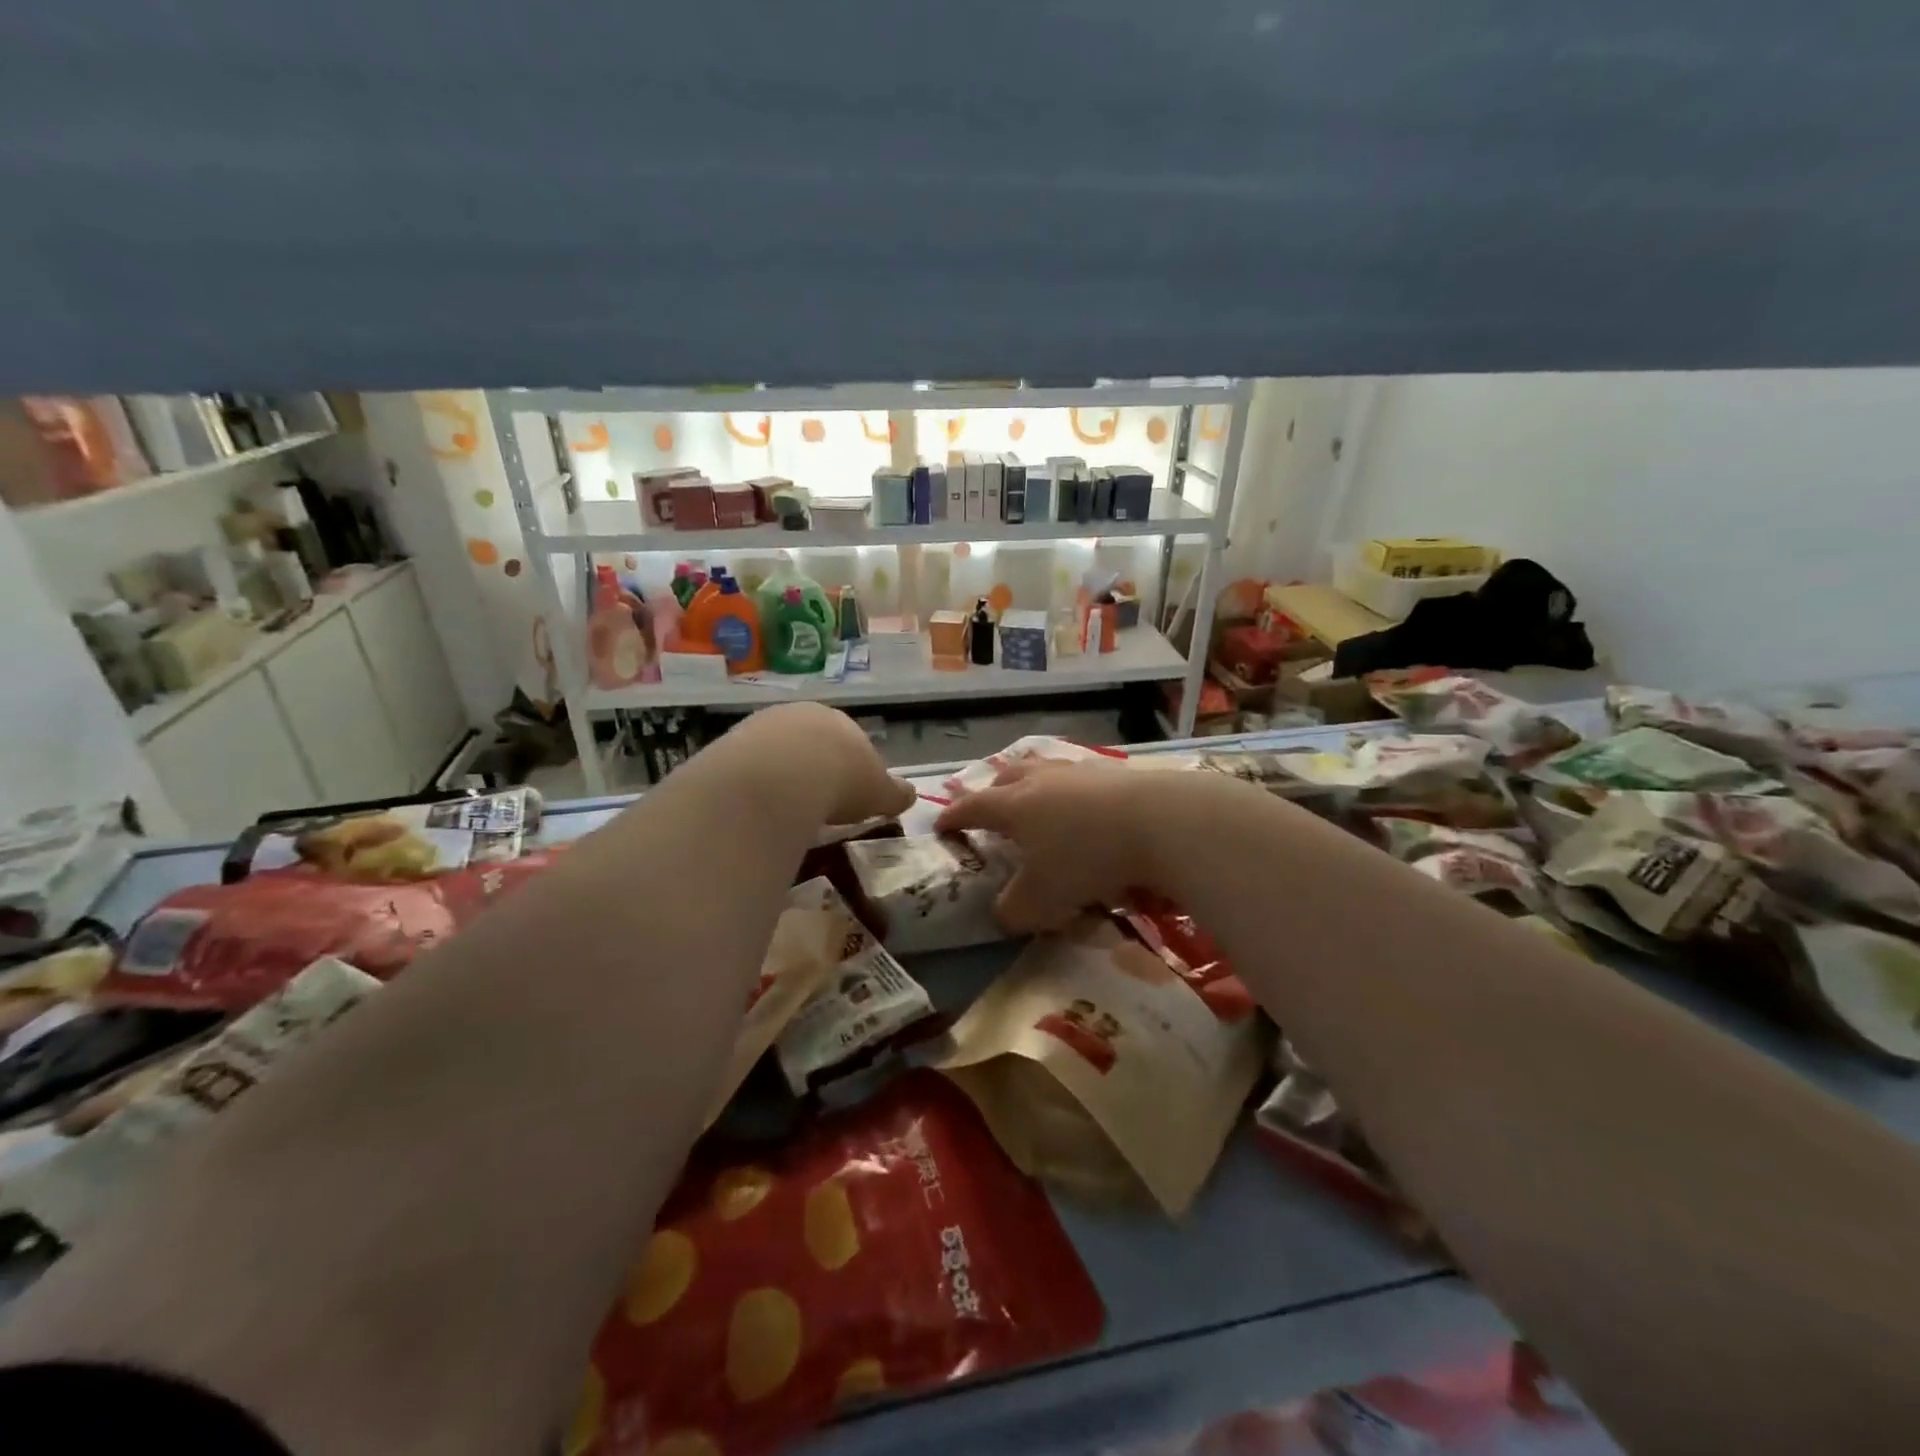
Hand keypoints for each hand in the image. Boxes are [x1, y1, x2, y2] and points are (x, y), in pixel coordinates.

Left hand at [734, 702, 916, 826]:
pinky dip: (755, 785)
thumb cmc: (842, 781)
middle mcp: (800, 715)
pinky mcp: (729, 744)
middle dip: (814, 768)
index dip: (851, 769)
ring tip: (786, 810)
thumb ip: (895, 793)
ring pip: (776, 752)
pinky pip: (748, 767)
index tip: (849, 796)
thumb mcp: (879, 792)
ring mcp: (761, 726)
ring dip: (782, 776)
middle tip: (817, 804)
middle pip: (810, 743)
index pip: (849, 741)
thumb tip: (911, 794)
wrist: (780, 777)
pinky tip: (758, 808)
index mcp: (841, 721)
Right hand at [933, 758, 1162, 932]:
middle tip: (989, 809)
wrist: (1157, 821)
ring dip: (1031, 785)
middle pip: (1006, 778)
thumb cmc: (1086, 858)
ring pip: (1043, 771)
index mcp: (1013, 805)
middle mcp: (1040, 780)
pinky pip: (1077, 778)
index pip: (972, 807)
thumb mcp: (1042, 899)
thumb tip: (1003, 914)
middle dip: (991, 793)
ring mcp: (1078, 771)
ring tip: (1035, 802)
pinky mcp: (1112, 772)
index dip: (953, 817)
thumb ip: (1014, 911)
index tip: (940, 826)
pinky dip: (1069, 791)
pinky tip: (1083, 807)